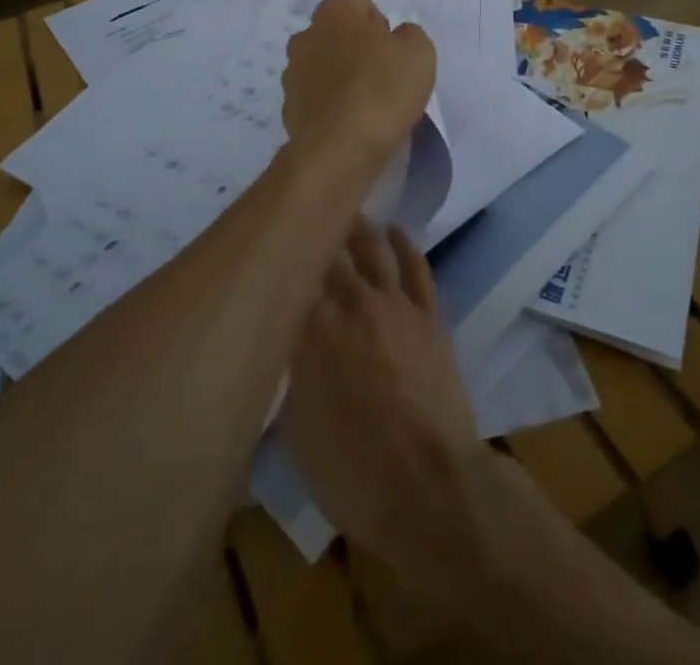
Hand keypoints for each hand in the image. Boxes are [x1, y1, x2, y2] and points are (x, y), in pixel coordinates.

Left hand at [282, 0, 435, 161]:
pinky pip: (316, 97)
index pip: (361, 7)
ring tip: (367, 104)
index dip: (382, 28)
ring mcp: (292, 72)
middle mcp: (306, 35)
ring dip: (340, 77)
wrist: (341, 147)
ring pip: (323, 66)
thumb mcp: (419, 52)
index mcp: (335, 12)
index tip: (394, 54)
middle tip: (383, 76)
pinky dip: (330, 105)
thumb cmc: (384, 88)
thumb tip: (397, 37)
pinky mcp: (288, 107)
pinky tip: (349, 123)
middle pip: (338, 35)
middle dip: (357, 49)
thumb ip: (409, 35)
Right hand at [282, 223, 491, 597]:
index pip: (291, 278)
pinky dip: (403, 243)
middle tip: (302, 218)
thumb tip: (283, 345)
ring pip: (372, 248)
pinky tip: (394, 230)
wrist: (430, 488)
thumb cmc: (353, 473)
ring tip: (344, 210)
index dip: (280, 261)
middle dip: (315, 235)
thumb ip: (288, 375)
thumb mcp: (297, 432)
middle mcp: (352, 304)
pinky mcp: (429, 312)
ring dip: (357, 227)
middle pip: (330, 254)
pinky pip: (415, 265)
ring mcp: (394, 304)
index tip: (269, 248)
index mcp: (312, 332)